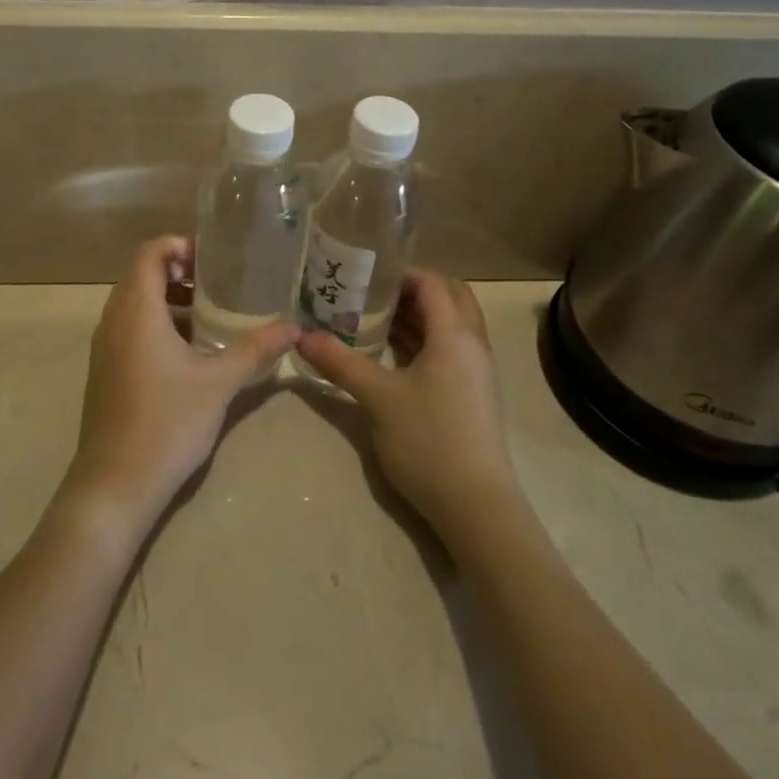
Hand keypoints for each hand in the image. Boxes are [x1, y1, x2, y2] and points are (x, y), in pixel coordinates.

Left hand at [60, 236, 298, 534]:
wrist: (114, 485)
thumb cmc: (167, 423)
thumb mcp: (219, 383)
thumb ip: (256, 350)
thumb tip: (295, 327)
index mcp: (137, 310)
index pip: (150, 252)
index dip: (180, 245)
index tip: (214, 261)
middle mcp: (114, 319)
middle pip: (142, 274)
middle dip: (179, 272)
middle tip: (219, 285)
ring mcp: (105, 346)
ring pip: (135, 303)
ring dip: (169, 300)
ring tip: (210, 316)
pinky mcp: (104, 370)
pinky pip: (129, 328)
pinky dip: (156, 324)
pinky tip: (189, 353)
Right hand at [297, 269, 519, 537]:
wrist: (477, 507)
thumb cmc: (429, 441)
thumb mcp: (378, 398)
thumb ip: (340, 362)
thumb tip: (301, 336)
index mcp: (455, 334)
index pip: (433, 283)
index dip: (401, 272)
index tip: (365, 273)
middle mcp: (472, 344)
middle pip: (449, 297)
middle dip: (413, 289)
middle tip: (373, 292)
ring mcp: (476, 371)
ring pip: (451, 324)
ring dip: (419, 315)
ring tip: (374, 317)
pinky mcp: (473, 393)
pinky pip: (450, 348)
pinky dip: (425, 339)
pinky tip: (392, 354)